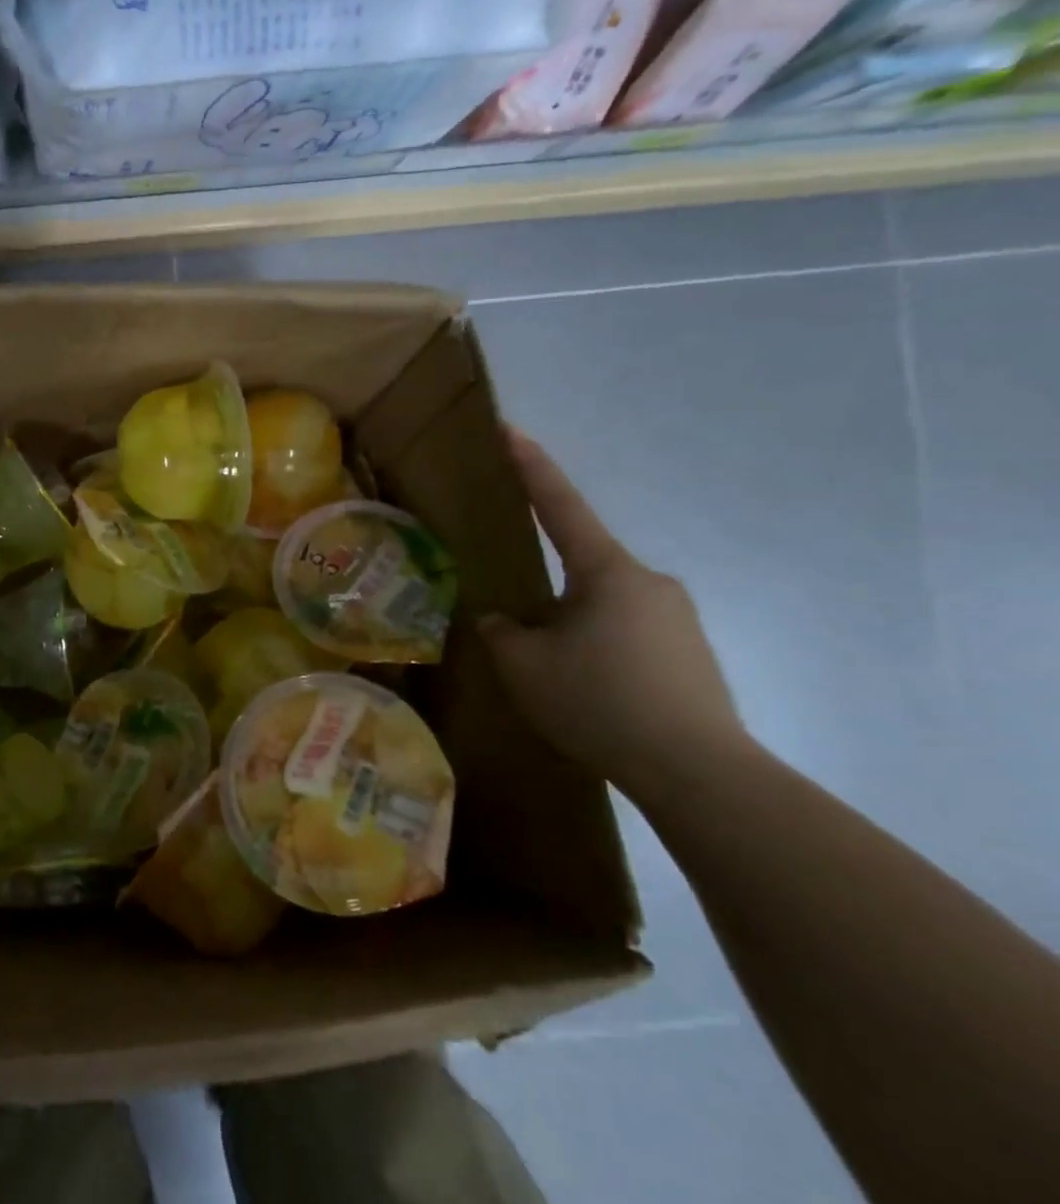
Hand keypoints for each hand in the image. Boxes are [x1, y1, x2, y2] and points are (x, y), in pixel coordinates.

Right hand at [478, 430, 754, 803]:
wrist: (700, 772)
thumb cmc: (599, 701)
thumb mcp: (524, 666)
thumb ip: (503, 632)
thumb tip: (505, 621)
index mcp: (607, 571)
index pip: (561, 506)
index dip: (532, 467)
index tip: (510, 430)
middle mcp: (649, 582)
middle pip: (582, 567)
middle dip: (546, 589)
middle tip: (521, 633)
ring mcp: (677, 618)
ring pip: (604, 606)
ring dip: (573, 627)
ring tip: (555, 676)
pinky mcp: (692, 654)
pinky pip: (629, 635)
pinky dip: (601, 651)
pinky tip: (591, 693)